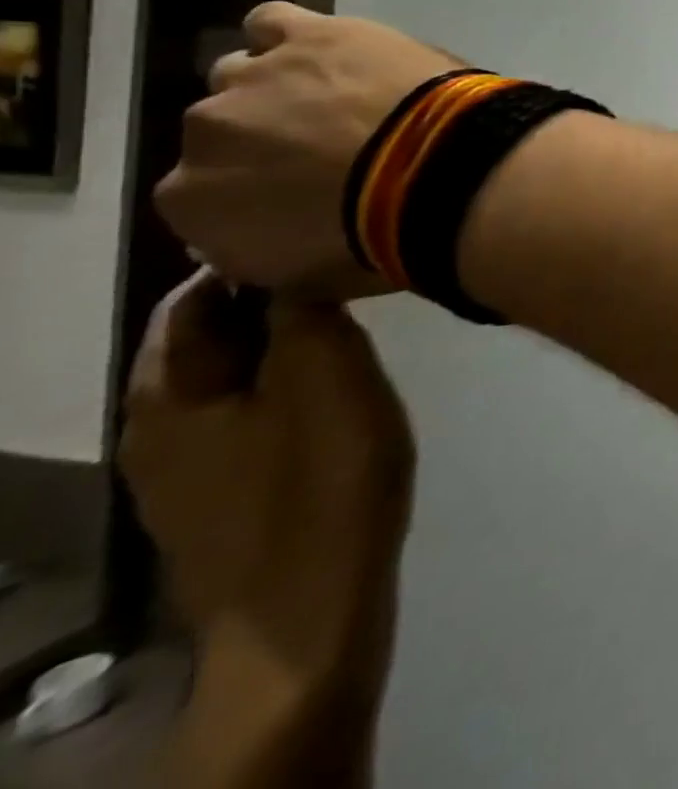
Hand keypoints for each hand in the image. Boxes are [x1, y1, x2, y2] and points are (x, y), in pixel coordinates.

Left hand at [120, 270, 414, 785]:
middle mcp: (155, 428)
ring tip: (350, 329)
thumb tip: (290, 263)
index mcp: (168, 393)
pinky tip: (334, 392)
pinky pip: (245, 416)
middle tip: (347, 282)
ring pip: (229, 379)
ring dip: (282, 346)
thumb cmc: (320, 480)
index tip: (320, 240)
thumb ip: (302, 311)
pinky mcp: (219, 498)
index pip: (193, 298)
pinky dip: (284, 388)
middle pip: (207, 339)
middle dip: (270, 303)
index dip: (251, 261)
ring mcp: (183, 471)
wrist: (307, 610)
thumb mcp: (326, 373)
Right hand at [156, 3, 455, 295]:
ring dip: (287, 88)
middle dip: (274, 139)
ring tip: (346, 101)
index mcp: (190, 203)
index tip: (306, 193)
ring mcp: (253, 77)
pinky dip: (295, 34)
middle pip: (229, 129)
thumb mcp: (309, 279)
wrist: (442, 174)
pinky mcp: (309, 34)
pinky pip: (275, 21)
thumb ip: (264, 255)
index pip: (204, 195)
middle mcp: (202, 131)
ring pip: (247, 74)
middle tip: (339, 148)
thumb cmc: (383, 240)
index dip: (257, 191)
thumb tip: (260, 238)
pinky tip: (331, 49)